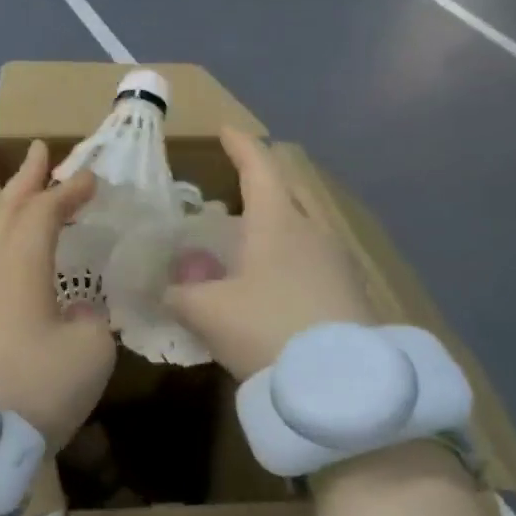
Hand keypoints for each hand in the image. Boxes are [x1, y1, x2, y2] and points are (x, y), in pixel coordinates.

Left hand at [0, 141, 116, 446]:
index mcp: (20, 262)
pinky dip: (0, 244)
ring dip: (9, 209)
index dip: (68, 190)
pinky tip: (3, 260)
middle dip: (25, 178)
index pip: (44, 211)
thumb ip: (90, 320)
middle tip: (39, 152)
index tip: (91, 176)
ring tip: (22, 198)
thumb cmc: (37, 383)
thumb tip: (77, 312)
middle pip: (5, 209)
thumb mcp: (89, 350)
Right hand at [163, 128, 373, 380]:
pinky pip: (311, 257)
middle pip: (287, 192)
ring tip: (246, 239)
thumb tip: (166, 287)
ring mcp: (337, 262)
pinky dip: (287, 255)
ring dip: (274, 223)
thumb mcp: (206, 311)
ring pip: (301, 226)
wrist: (343, 387)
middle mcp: (312, 232)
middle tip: (234, 186)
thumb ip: (179, 293)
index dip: (240, 145)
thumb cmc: (266, 328)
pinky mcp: (349, 293)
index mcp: (278, 222)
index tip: (227, 129)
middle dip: (261, 182)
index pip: (259, 167)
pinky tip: (270, 281)